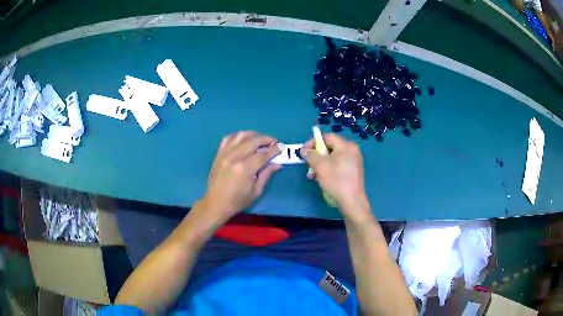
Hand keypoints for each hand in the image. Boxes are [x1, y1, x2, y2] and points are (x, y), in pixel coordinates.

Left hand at [201, 131, 281, 223]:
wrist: (216, 203)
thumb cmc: (238, 201)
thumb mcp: (256, 191)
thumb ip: (266, 174)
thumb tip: (277, 163)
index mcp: (245, 169)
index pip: (263, 154)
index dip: (274, 149)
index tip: (282, 147)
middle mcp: (235, 157)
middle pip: (253, 140)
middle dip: (266, 139)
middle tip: (274, 142)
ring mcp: (225, 154)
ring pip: (241, 135)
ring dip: (253, 135)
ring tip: (260, 140)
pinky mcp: (218, 154)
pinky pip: (228, 138)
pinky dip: (238, 136)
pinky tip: (244, 140)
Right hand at [300, 133, 368, 216]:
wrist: (351, 201)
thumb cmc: (336, 180)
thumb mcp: (320, 166)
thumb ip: (311, 155)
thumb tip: (304, 150)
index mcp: (346, 146)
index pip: (327, 137)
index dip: (313, 142)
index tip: (304, 151)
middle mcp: (352, 150)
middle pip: (330, 147)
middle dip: (316, 156)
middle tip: (307, 165)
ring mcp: (353, 161)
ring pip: (332, 157)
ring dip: (320, 164)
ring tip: (312, 175)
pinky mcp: (352, 171)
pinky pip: (337, 165)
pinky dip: (328, 169)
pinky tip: (320, 178)